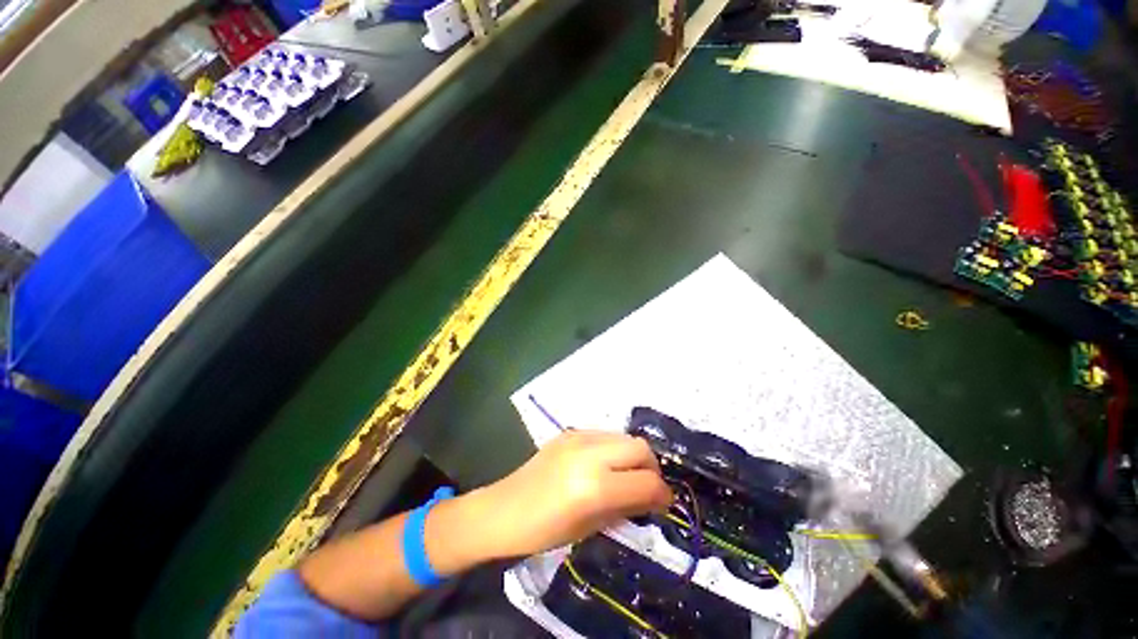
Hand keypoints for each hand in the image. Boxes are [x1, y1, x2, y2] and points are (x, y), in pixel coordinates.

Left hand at [475, 431, 673, 559]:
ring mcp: (576, 440)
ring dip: (634, 458)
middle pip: (642, 450)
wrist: (499, 514)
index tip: (663, 506)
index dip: (662, 496)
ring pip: (626, 438)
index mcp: (594, 487)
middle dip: (651, 471)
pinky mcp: (567, 434)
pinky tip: (605, 469)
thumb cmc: (542, 533)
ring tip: (627, 479)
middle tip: (647, 491)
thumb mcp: (590, 527)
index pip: (647, 483)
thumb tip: (655, 500)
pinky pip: (605, 436)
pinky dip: (615, 450)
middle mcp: (589, 456)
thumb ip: (626, 508)